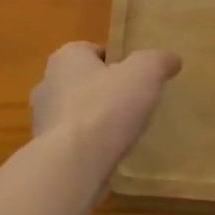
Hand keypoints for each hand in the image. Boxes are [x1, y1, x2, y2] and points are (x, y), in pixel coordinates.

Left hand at [31, 42, 180, 179]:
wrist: (73, 164)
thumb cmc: (107, 107)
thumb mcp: (145, 73)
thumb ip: (158, 61)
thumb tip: (172, 59)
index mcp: (66, 58)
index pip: (93, 50)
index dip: (116, 61)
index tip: (136, 76)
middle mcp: (47, 84)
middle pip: (82, 81)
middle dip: (104, 90)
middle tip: (132, 103)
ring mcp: (42, 120)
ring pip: (75, 112)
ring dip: (94, 120)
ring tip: (123, 133)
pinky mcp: (45, 151)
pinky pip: (71, 141)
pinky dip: (87, 145)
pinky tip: (108, 154)